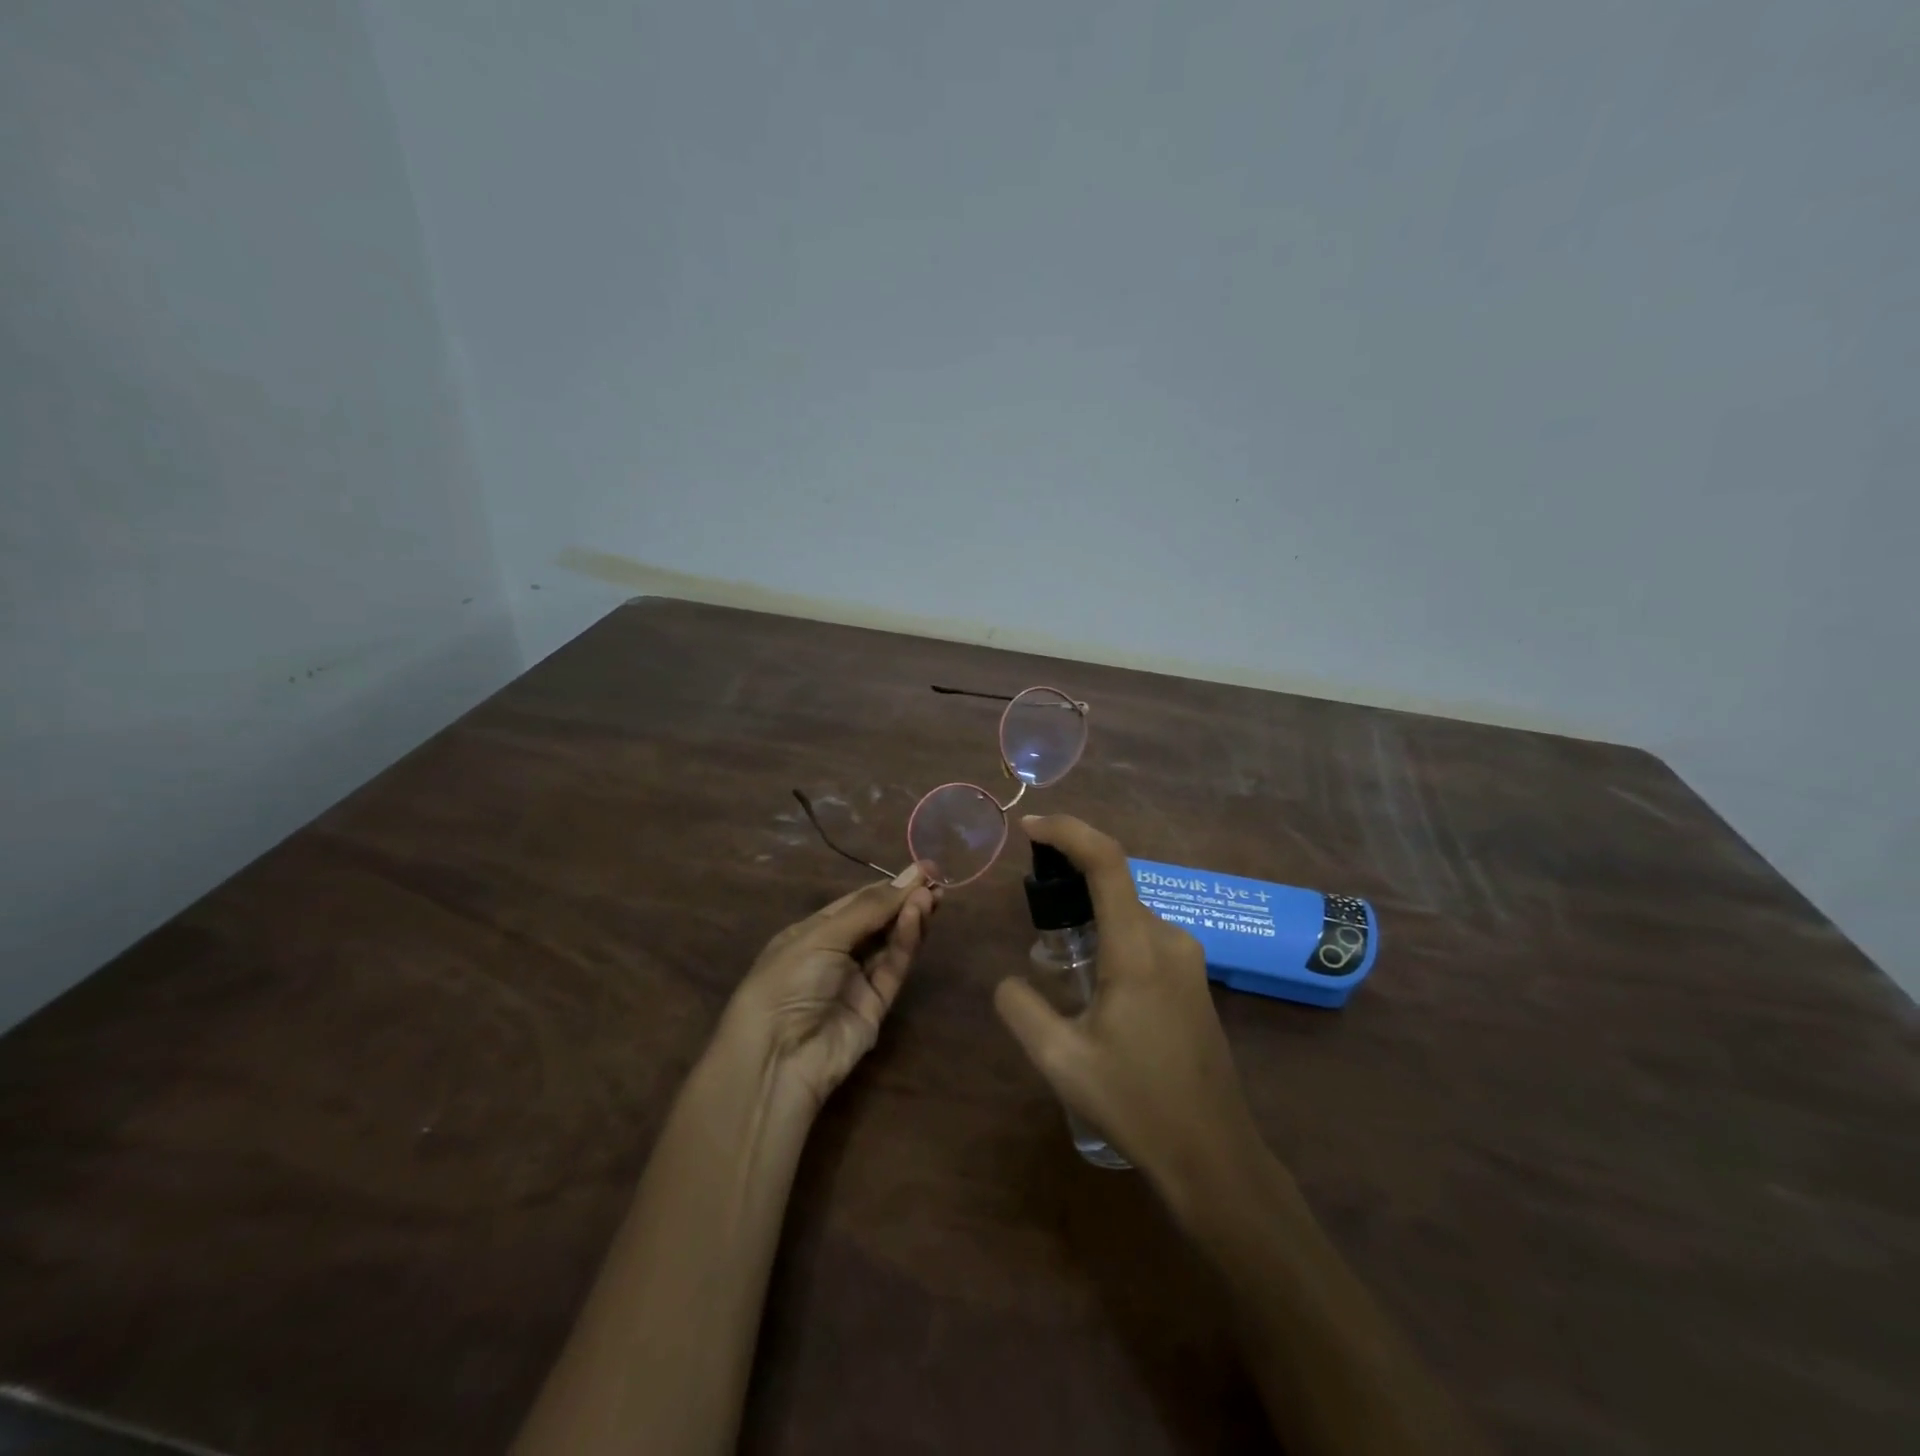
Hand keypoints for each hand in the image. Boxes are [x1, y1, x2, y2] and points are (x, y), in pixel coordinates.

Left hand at [721, 868, 937, 1111]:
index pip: (856, 903)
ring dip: (910, 917)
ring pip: (890, 943)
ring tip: (932, 895)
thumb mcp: (821, 936)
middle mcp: (836, 954)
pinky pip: (893, 967)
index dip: (887, 886)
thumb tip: (909, 878)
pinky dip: (906, 942)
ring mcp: (857, 981)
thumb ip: (869, 909)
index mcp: (813, 933)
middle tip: (936, 879)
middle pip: (878, 921)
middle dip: (905, 899)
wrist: (778, 1057)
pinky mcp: (876, 1006)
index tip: (921, 868)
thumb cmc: (787, 981)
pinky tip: (917, 917)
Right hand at [994, 816, 1267, 1209]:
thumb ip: (1021, 1008)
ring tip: (1057, 957)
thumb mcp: (1060, 1060)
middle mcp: (1168, 940)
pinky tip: (1092, 983)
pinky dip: (1111, 935)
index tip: (1029, 828)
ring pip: (1128, 913)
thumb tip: (1008, 981)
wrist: (1213, 1155)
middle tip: (1031, 911)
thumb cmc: (1136, 1104)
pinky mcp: (1193, 980)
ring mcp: (1188, 960)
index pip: (1106, 862)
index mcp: (1138, 949)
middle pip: (1114, 883)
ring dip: (1090, 914)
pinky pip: (1143, 936)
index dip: (1067, 832)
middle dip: (1069, 879)